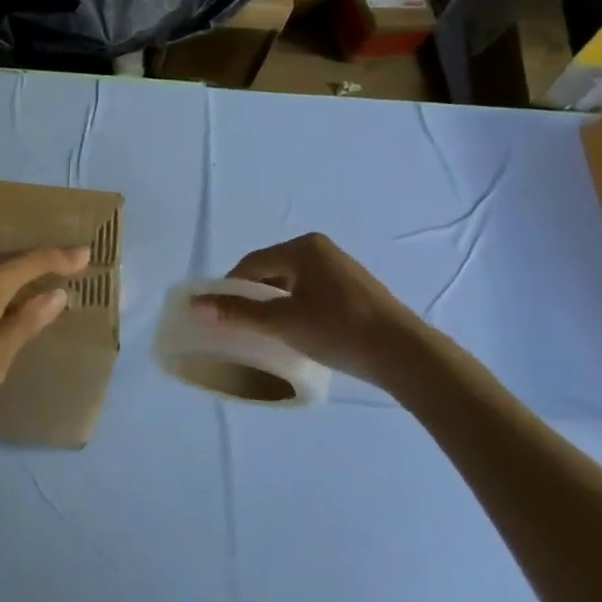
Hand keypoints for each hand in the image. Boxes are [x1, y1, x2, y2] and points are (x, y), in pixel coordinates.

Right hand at [193, 234, 434, 389]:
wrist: (404, 354)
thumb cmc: (338, 330)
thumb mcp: (282, 322)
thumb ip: (238, 312)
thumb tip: (196, 305)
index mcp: (303, 247)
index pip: (251, 263)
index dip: (230, 288)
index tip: (218, 314)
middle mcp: (321, 250)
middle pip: (271, 271)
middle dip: (253, 296)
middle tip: (239, 325)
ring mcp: (341, 269)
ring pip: (292, 284)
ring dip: (275, 305)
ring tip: (266, 332)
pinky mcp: (354, 290)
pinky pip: (312, 293)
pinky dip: (297, 308)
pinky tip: (298, 332)